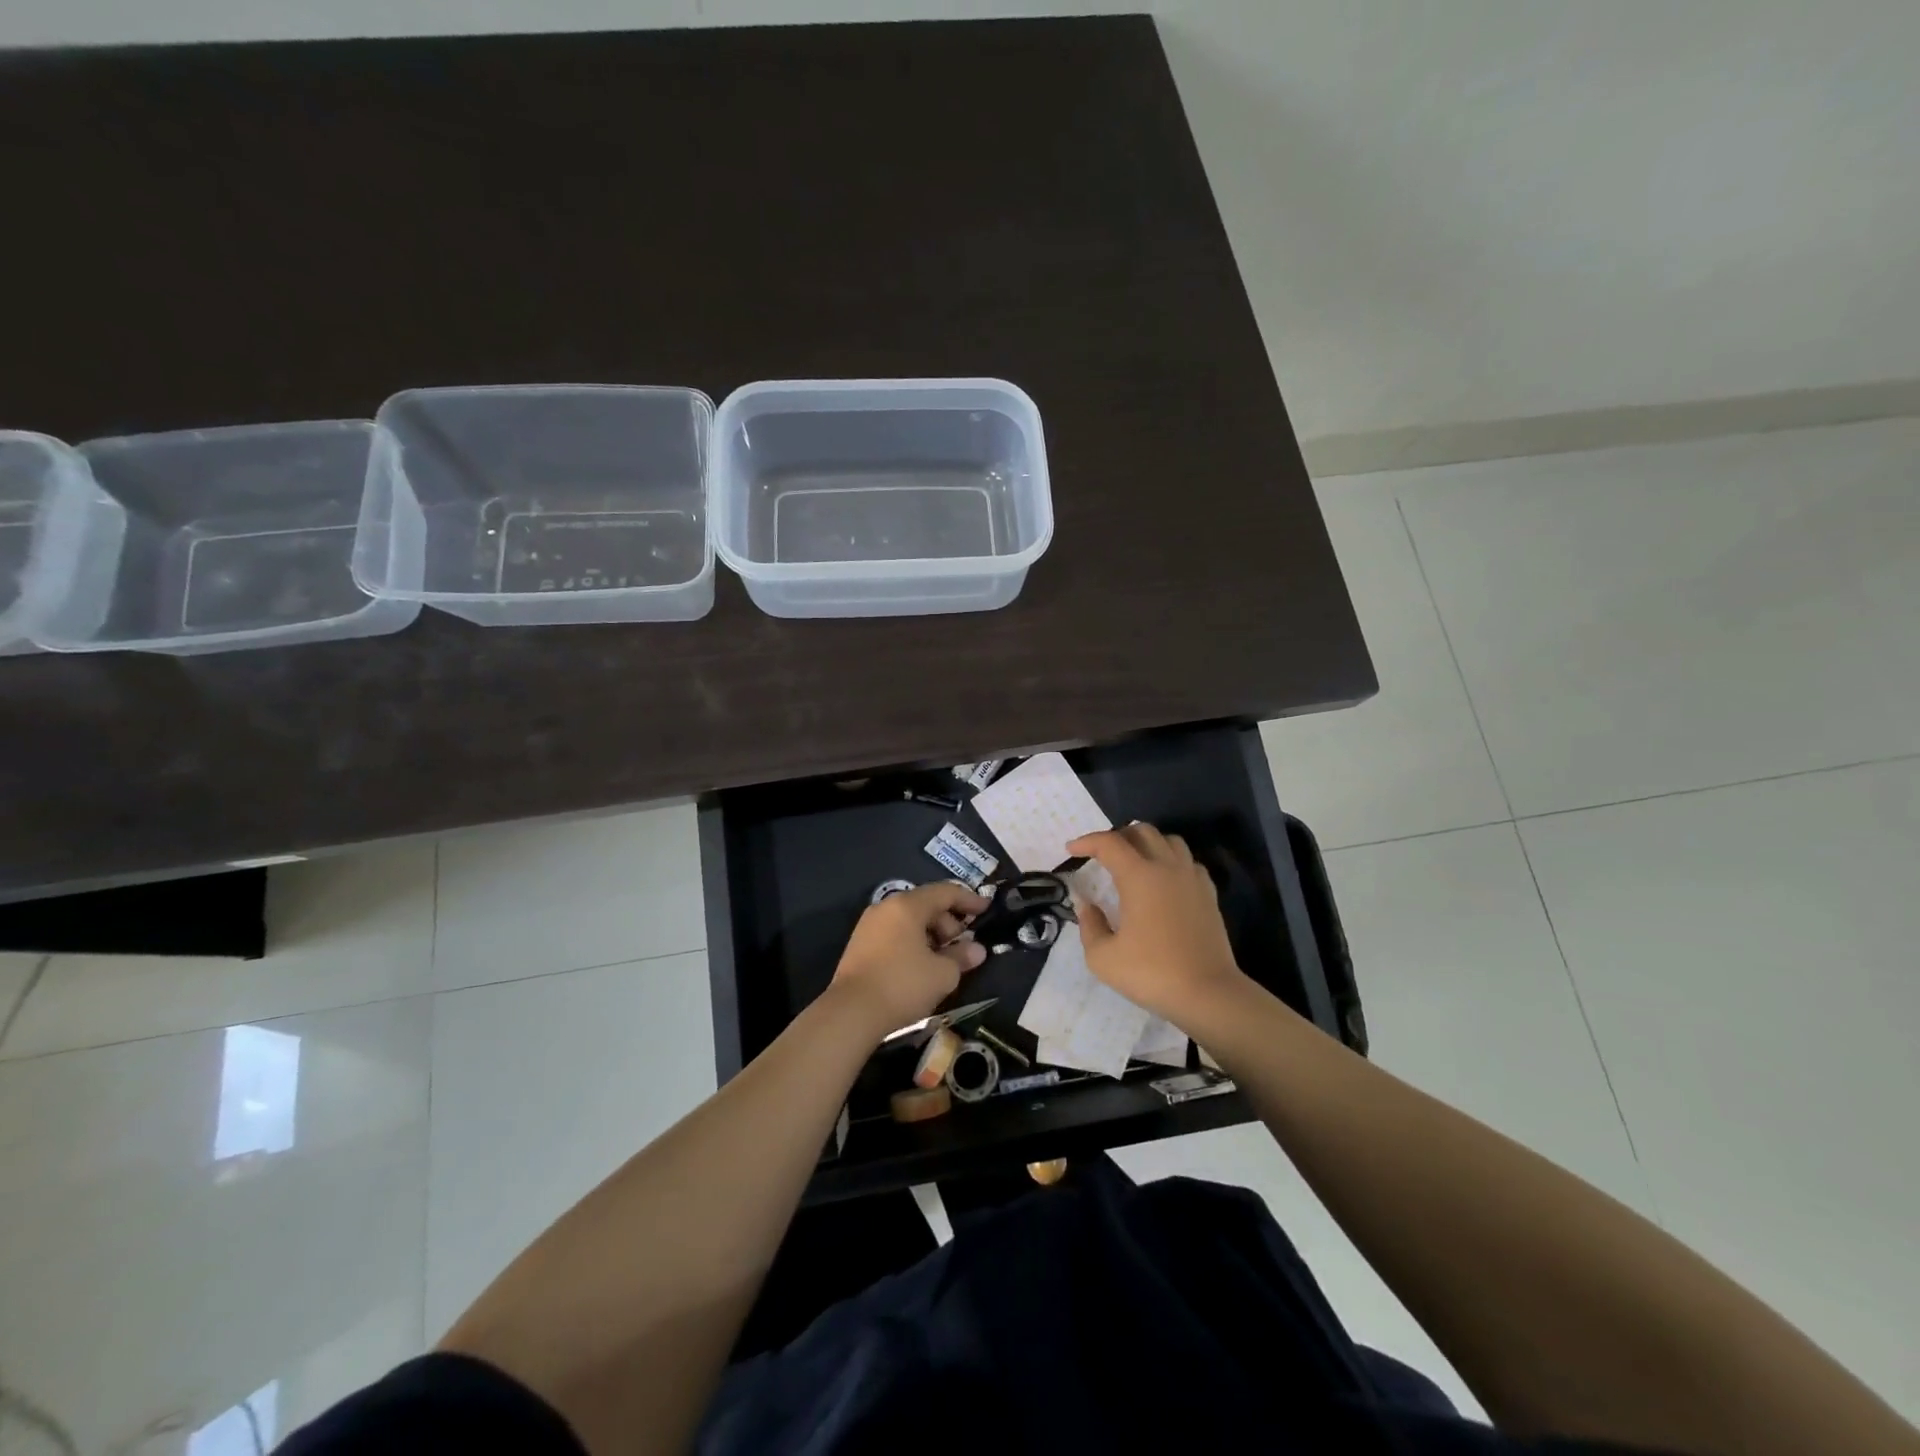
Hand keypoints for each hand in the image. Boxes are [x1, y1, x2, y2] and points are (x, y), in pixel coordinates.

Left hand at [829, 881, 988, 1040]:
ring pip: (909, 920)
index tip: (987, 909)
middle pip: (926, 905)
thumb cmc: (902, 985)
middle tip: (963, 946)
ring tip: (944, 960)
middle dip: (949, 922)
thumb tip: (976, 950)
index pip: (945, 892)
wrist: (851, 1013)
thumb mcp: (942, 974)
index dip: (969, 900)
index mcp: (907, 906)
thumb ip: (962, 957)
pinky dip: (913, 943)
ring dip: (931, 935)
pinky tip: (921, 966)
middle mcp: (886, 907)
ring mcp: (869, 925)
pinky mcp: (859, 945)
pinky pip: (894, 934)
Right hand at [1067, 824, 1247, 1024]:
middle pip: (1142, 831)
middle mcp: (1167, 867)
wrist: (1207, 993)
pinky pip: (1188, 862)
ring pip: (1170, 841)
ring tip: (1133, 861)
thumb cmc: (1151, 973)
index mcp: (1139, 876)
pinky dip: (1171, 861)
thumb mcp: (1103, 957)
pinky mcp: (1209, 894)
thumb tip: (1086, 904)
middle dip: (1117, 836)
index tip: (1071, 850)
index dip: (1086, 841)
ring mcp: (1192, 879)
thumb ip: (1089, 924)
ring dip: (1147, 843)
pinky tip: (1164, 880)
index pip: (1109, 843)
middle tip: (1101, 854)